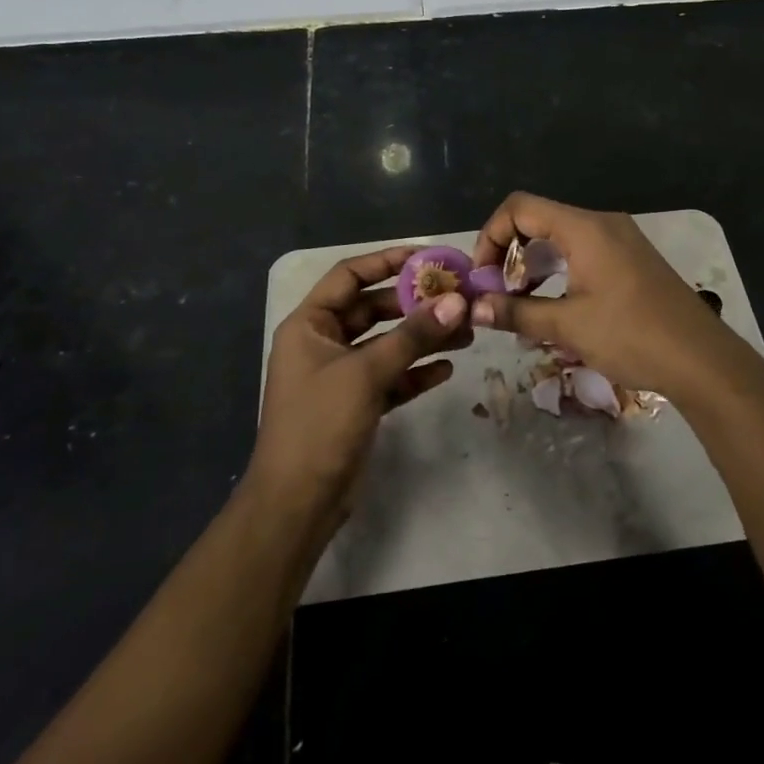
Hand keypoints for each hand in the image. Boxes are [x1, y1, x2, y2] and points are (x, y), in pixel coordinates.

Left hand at [249, 246, 471, 522]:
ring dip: (423, 338)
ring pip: (387, 344)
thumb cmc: (320, 425)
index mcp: (310, 325)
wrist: (296, 505)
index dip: (387, 261)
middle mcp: (323, 343)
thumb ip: (413, 336)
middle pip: (374, 309)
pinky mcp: (356, 405)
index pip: (350, 276)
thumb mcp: (367, 373)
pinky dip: (416, 372)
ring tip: (467, 332)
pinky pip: (391, 377)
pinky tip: (447, 369)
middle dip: (415, 304)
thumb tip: (457, 302)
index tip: (428, 258)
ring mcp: (340, 375)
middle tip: (458, 298)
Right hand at [468, 192, 749, 399]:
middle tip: (499, 293)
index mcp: (584, 227)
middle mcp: (602, 223)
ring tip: (522, 303)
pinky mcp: (632, 259)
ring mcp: (621, 239)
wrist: (702, 359)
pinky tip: (556, 305)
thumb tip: (474, 308)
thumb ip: (517, 312)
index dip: (491, 235)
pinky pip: (583, 250)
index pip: (520, 208)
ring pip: (561, 237)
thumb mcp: (568, 326)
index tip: (483, 276)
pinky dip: (560, 269)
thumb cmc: (632, 335)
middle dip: (510, 253)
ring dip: (535, 264)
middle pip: (539, 219)